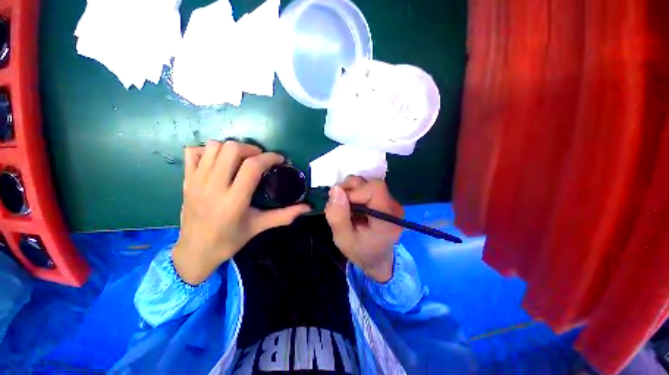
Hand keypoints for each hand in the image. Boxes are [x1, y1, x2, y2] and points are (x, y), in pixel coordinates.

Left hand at [172, 141, 310, 284]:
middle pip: (232, 149)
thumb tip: (307, 207)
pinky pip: (194, 151)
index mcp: (233, 200)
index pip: (252, 167)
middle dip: (251, 149)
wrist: (194, 251)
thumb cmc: (229, 240)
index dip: (269, 158)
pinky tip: (220, 161)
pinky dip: (209, 150)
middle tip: (260, 159)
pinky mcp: (186, 180)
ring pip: (214, 147)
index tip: (279, 159)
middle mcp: (213, 187)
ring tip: (242, 159)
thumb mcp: (259, 226)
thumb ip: (284, 215)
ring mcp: (196, 181)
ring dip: (232, 148)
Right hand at [325, 176, 403, 282]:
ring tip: (344, 206)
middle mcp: (394, 206)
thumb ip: (338, 216)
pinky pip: (368, 188)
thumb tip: (335, 189)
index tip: (341, 204)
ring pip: (369, 182)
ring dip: (352, 190)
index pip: (375, 189)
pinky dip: (355, 192)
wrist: (376, 259)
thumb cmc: (360, 252)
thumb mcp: (343, 239)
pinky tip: (351, 205)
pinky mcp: (385, 200)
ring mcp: (391, 202)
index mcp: (388, 218)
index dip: (355, 191)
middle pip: (372, 183)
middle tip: (339, 204)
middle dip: (351, 189)